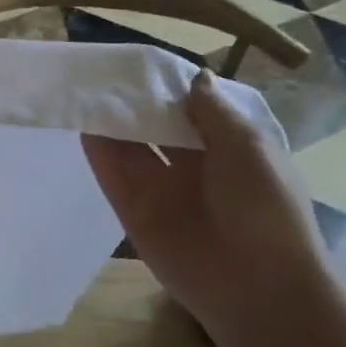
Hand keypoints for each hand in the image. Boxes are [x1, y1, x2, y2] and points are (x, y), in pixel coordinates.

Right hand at [83, 69, 333, 323]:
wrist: (255, 286)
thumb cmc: (264, 208)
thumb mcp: (249, 147)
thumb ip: (214, 112)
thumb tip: (194, 77)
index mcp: (230, 147)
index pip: (192, 108)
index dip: (169, 85)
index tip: (142, 60)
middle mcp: (193, 164)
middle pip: (156, 125)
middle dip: (135, 100)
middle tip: (103, 68)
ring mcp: (161, 188)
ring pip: (130, 146)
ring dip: (111, 119)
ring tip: (84, 86)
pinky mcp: (133, 210)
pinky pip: (112, 174)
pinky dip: (97, 149)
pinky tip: (81, 120)